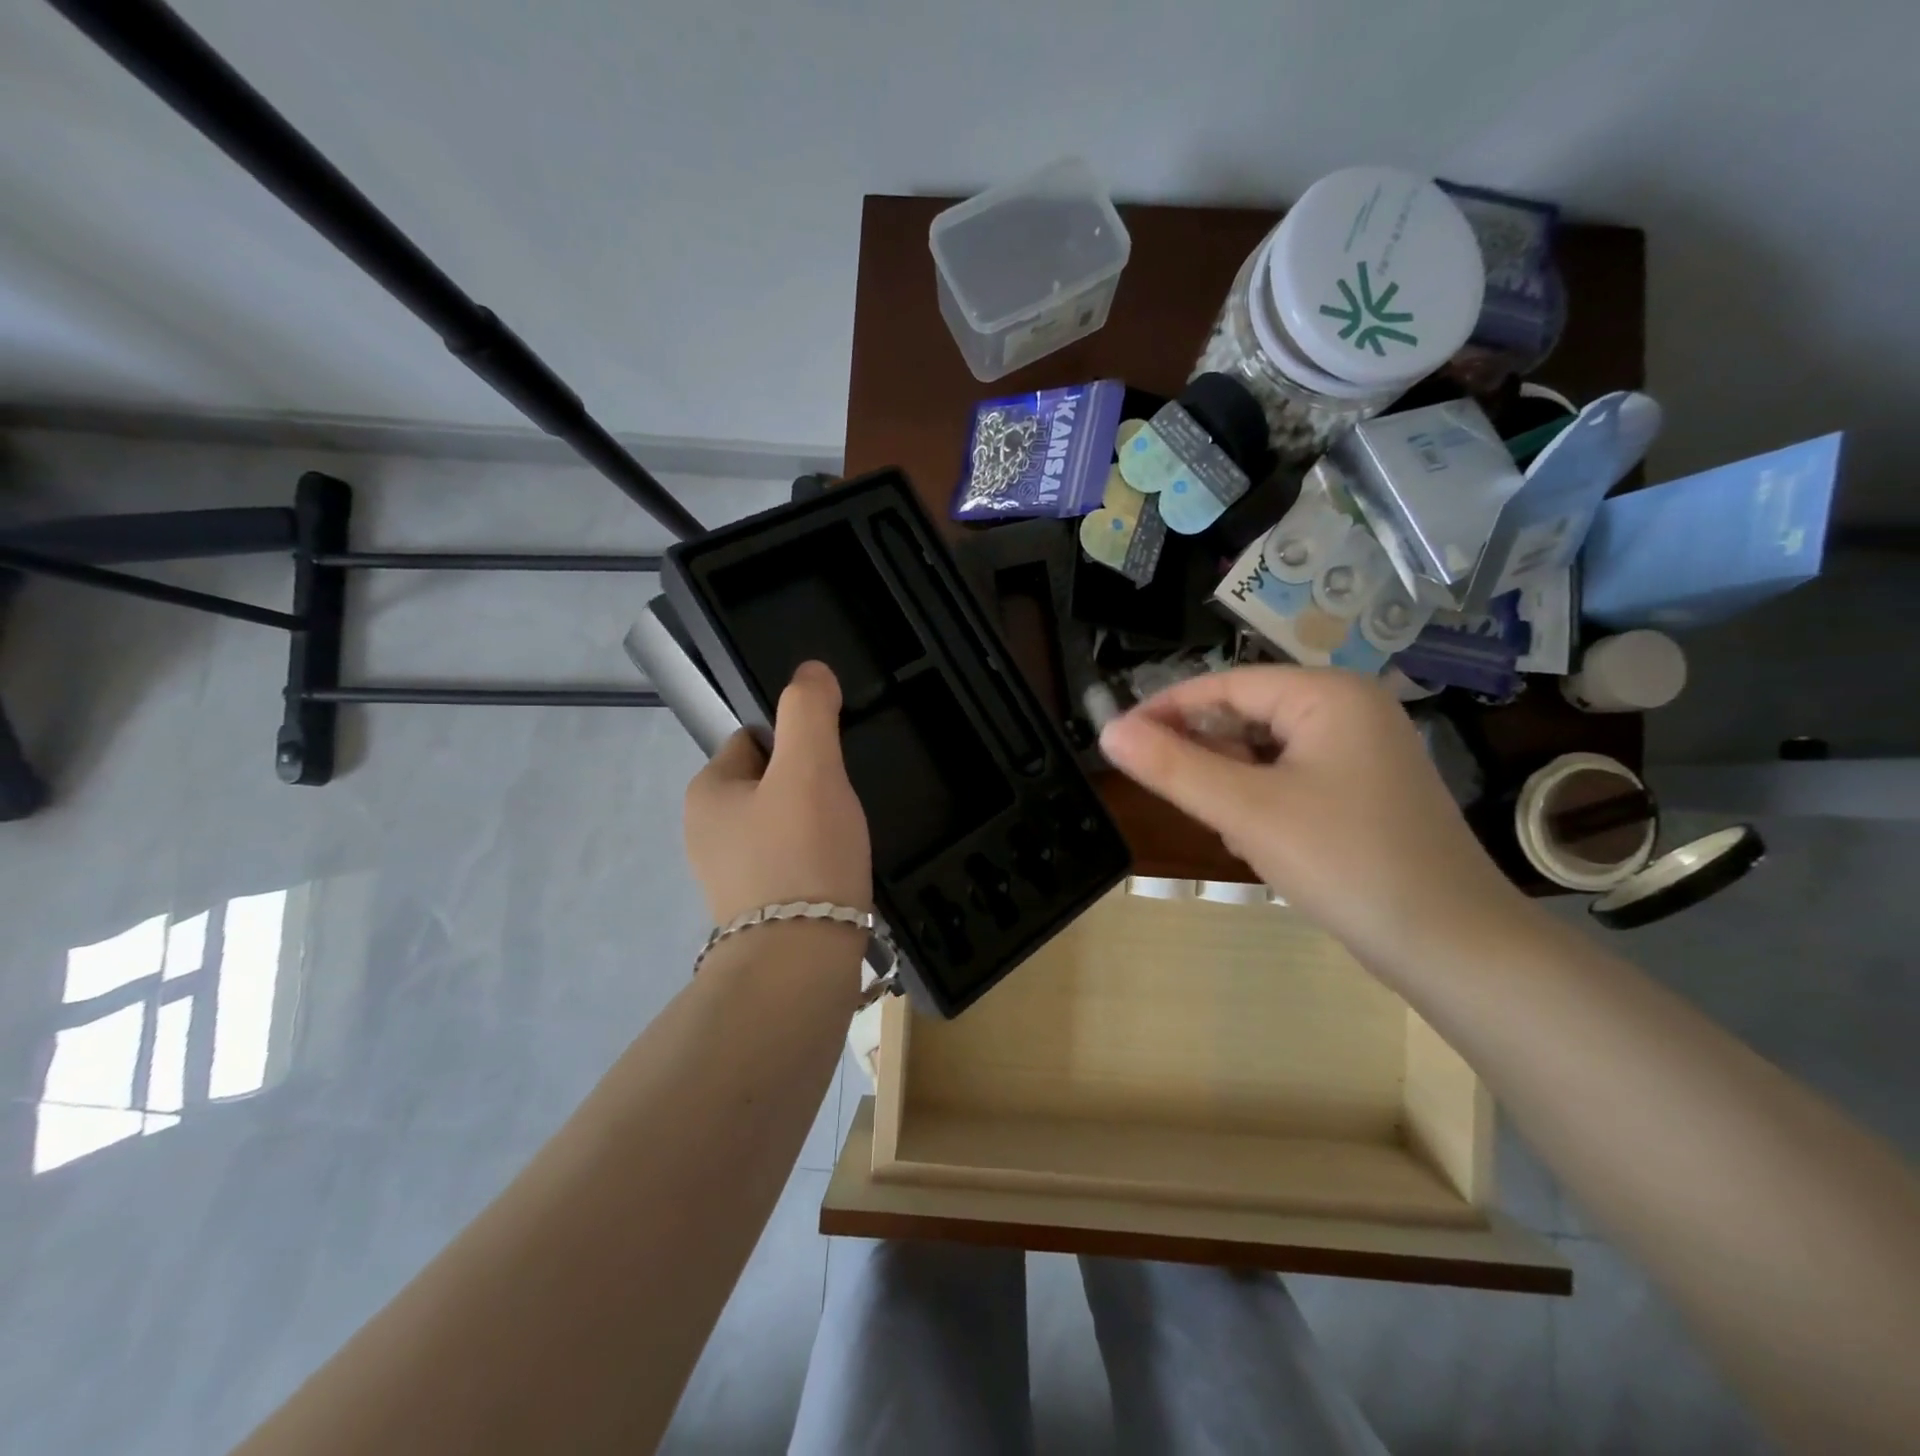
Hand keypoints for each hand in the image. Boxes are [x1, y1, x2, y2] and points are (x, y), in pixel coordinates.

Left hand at [684, 661, 872, 924]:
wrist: (799, 963)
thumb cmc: (801, 853)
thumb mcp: (810, 767)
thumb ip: (808, 711)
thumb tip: (811, 670)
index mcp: (707, 791)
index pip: (753, 739)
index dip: (795, 744)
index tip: (827, 768)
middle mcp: (705, 832)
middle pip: (770, 783)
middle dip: (807, 788)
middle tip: (839, 809)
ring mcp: (727, 876)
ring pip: (782, 825)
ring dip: (813, 826)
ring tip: (842, 844)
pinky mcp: (754, 910)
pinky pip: (788, 863)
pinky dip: (812, 862)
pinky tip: (835, 875)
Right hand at [1098, 666, 1526, 965]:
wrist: (1452, 947)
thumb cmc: (1345, 861)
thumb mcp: (1246, 810)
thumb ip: (1172, 766)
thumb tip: (1108, 731)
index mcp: (1328, 694)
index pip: (1225, 685)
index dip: (1166, 709)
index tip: (1118, 739)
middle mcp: (1350, 710)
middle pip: (1247, 717)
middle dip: (1205, 756)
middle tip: (1171, 795)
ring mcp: (1363, 753)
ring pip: (1266, 753)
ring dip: (1232, 786)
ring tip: (1224, 829)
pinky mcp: (1364, 792)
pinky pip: (1291, 779)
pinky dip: (1262, 803)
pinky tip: (1258, 843)